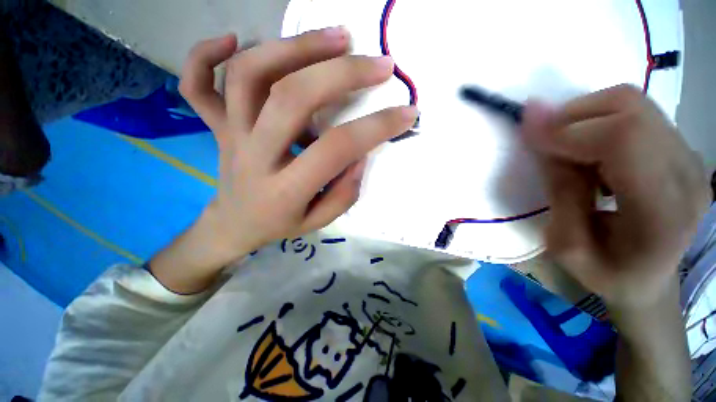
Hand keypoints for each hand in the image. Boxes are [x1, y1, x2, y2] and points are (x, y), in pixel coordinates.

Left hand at [179, 29, 417, 262]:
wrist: (234, 225)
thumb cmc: (281, 224)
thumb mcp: (319, 221)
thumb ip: (344, 193)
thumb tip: (360, 154)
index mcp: (285, 189)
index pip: (336, 148)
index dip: (376, 127)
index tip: (407, 113)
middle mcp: (254, 155)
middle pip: (292, 97)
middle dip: (342, 73)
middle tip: (380, 63)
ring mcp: (230, 135)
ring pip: (249, 75)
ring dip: (294, 47)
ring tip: (336, 37)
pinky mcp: (216, 126)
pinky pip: (198, 84)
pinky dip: (206, 54)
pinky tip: (234, 38)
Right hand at [522, 85, 710, 310]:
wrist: (649, 279)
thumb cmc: (606, 273)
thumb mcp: (567, 246)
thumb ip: (559, 191)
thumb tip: (538, 135)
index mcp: (662, 212)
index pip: (623, 140)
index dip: (568, 131)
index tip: (528, 134)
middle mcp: (687, 174)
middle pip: (630, 110)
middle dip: (573, 117)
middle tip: (545, 143)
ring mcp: (690, 157)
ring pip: (632, 103)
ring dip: (585, 118)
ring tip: (568, 151)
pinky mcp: (683, 149)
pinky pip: (636, 113)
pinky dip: (600, 122)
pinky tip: (591, 153)